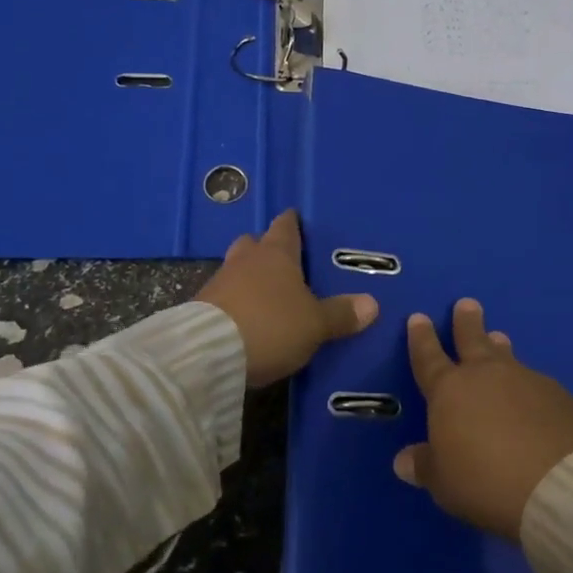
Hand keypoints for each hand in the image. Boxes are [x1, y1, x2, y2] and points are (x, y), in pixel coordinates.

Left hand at [195, 209, 378, 386]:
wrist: (208, 352)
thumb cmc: (271, 325)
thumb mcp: (315, 324)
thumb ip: (341, 314)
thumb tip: (372, 304)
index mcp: (276, 254)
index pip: (286, 226)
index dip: (293, 223)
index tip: (298, 220)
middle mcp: (246, 259)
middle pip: (255, 243)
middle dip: (266, 249)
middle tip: (283, 263)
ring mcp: (219, 281)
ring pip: (237, 269)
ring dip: (248, 278)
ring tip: (265, 295)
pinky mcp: (200, 307)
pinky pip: (223, 296)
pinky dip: (235, 302)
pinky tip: (245, 318)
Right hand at [393, 299, 572, 541]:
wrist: (558, 483)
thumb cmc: (485, 481)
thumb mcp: (444, 482)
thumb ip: (425, 466)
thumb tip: (403, 460)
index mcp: (449, 390)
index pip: (428, 357)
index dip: (421, 338)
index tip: (419, 317)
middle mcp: (486, 375)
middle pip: (472, 340)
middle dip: (466, 322)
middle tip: (467, 303)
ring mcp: (525, 380)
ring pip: (506, 356)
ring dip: (499, 347)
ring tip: (498, 337)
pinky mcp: (558, 396)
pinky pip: (535, 382)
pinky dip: (527, 384)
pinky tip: (532, 395)